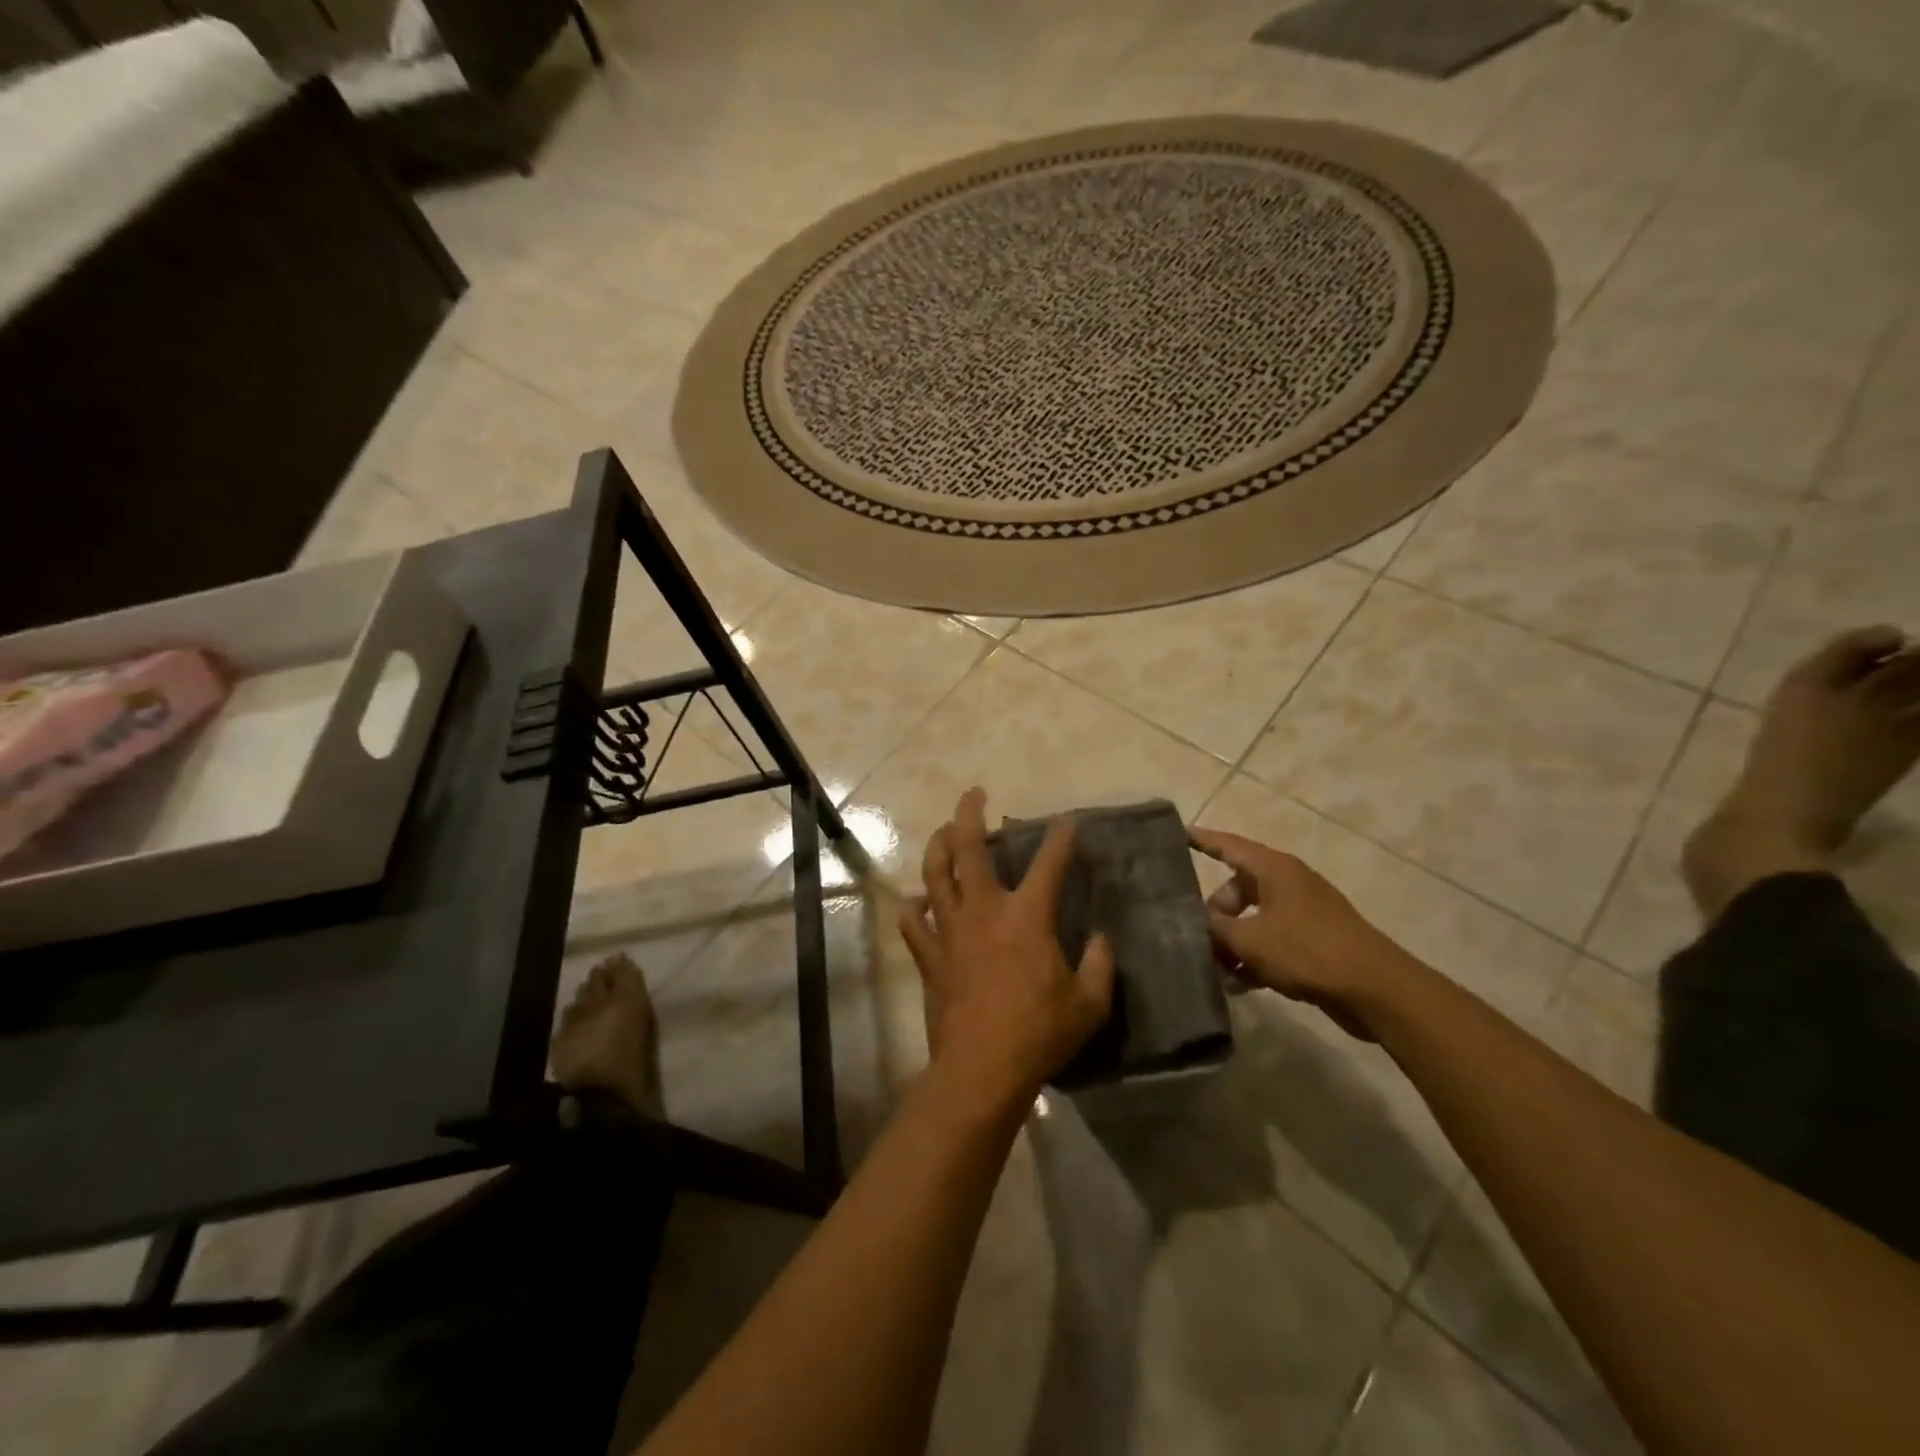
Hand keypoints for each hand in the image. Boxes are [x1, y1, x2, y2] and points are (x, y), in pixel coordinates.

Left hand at [900, 789, 1116, 1110]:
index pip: (1049, 865)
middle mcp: (984, 911)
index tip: (1067, 822)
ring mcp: (950, 931)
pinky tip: (918, 903)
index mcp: (1027, 917)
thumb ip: (1100, 966)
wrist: (980, 1069)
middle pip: (968, 849)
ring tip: (944, 833)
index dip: (1060, 839)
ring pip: (934, 875)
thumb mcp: (1089, 1004)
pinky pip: (913, 923)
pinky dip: (914, 908)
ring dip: (937, 847)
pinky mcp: (929, 956)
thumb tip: (1101, 939)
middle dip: (969, 814)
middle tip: (972, 794)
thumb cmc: (1039, 1034)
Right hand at [1189, 827, 1410, 1039]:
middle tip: (1196, 936)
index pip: (1228, 845)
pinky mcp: (1314, 941)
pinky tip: (1238, 985)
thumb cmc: (1306, 951)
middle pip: (1238, 887)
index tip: (1177, 834)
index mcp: (1274, 869)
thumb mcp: (1249, 940)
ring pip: (1254, 918)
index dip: (1202, 840)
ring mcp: (1303, 912)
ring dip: (1233, 941)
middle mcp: (1288, 883)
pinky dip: (1255, 957)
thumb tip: (1194, 920)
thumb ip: (1215, 928)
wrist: (1374, 989)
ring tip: (1213, 968)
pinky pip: (1272, 941)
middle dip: (1215, 912)